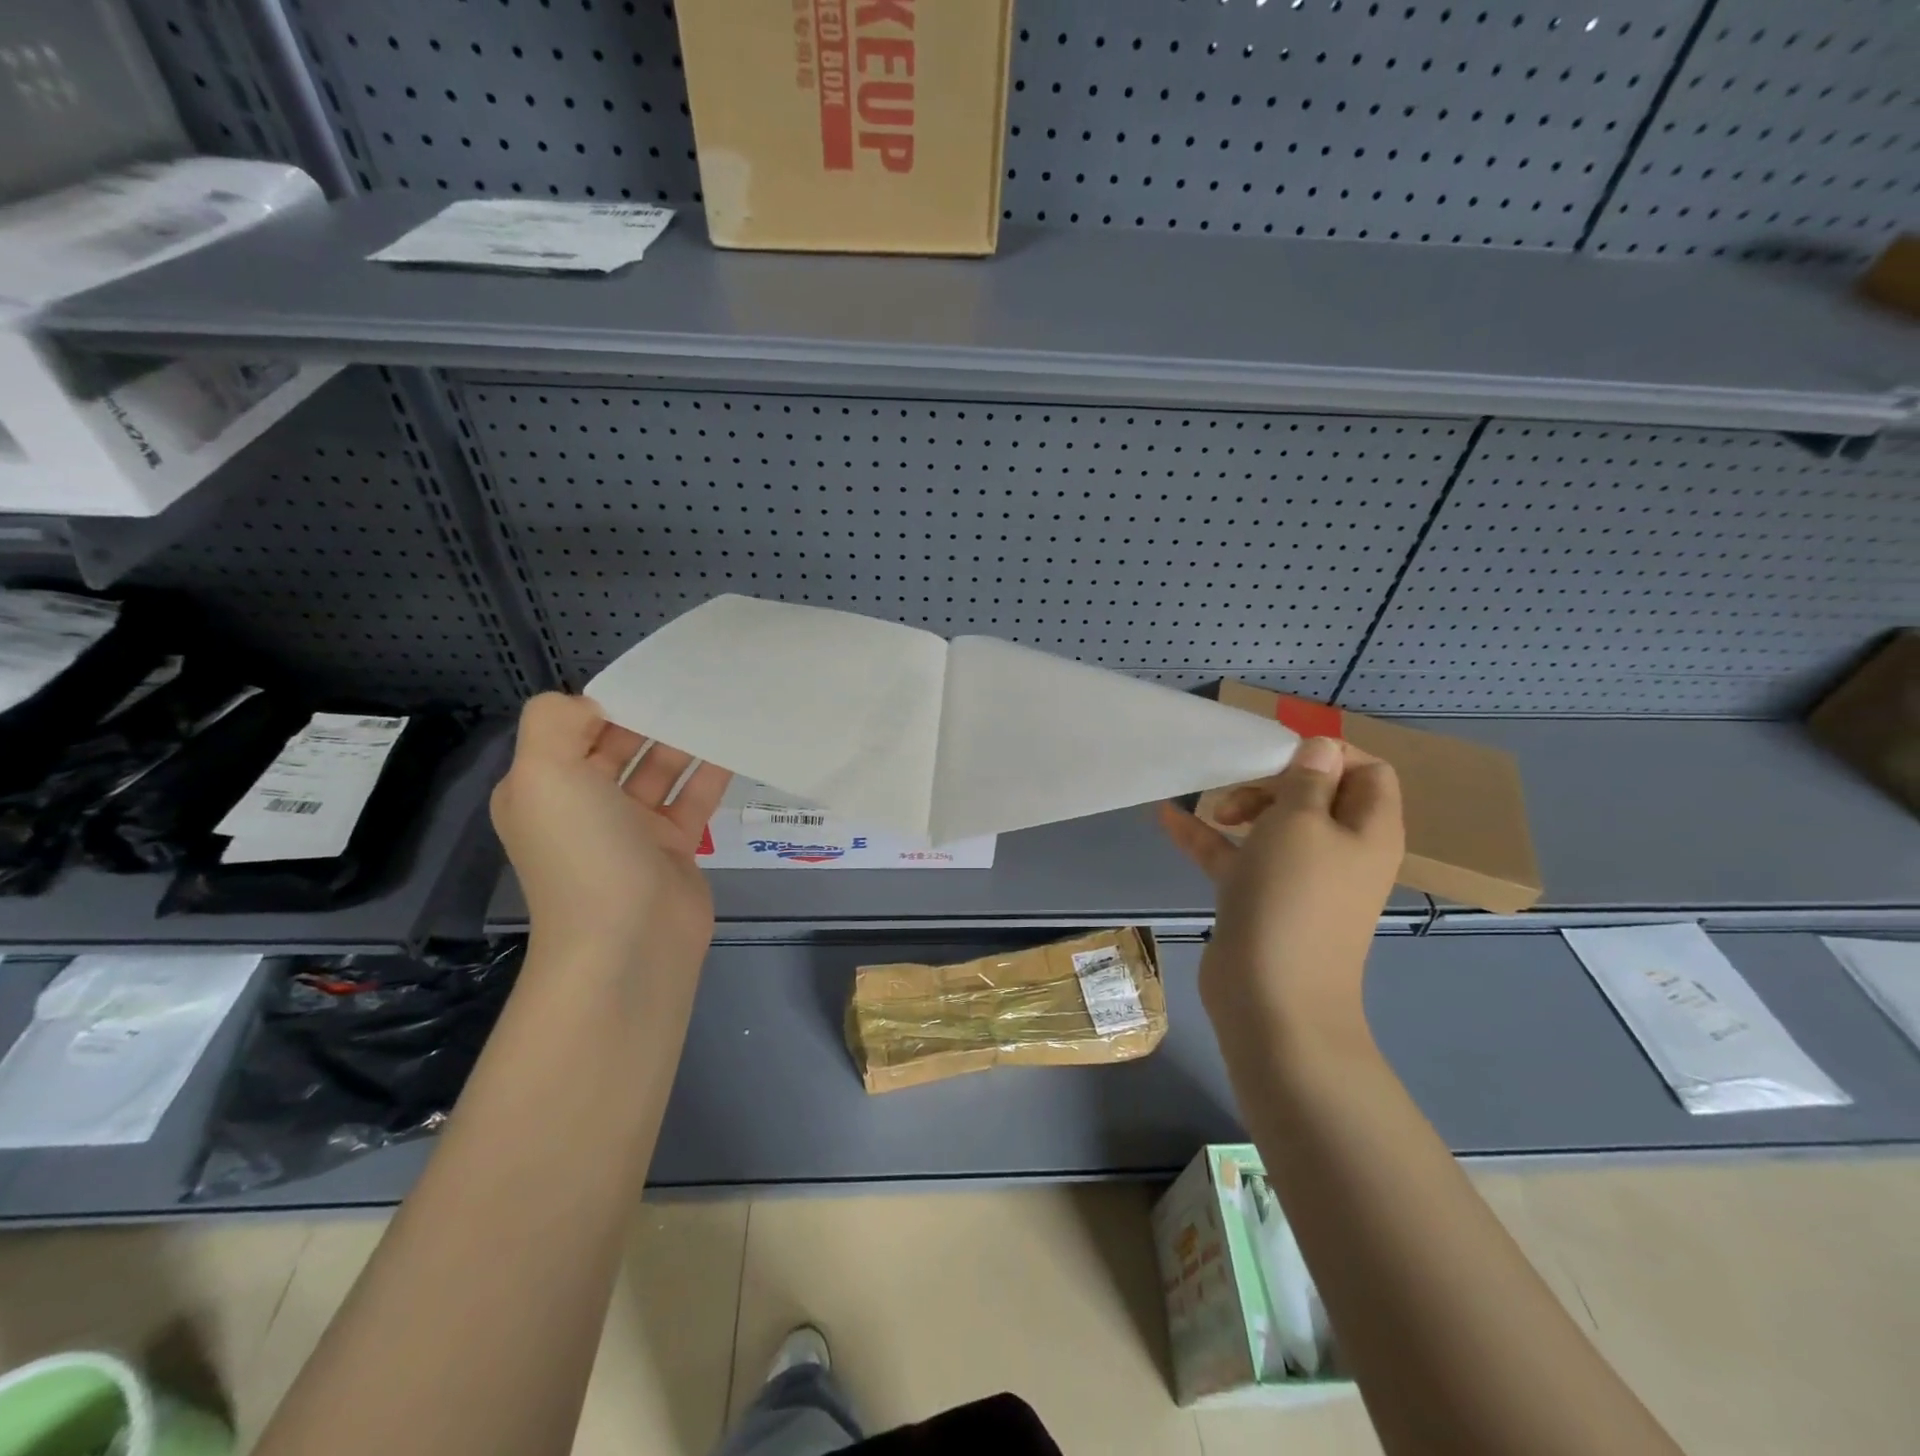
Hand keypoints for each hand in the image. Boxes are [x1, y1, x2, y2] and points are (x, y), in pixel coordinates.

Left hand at [490, 693, 730, 972]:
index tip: (646, 680)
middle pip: (619, 747)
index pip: (572, 730)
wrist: (628, 942)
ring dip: (684, 741)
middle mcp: (584, 806)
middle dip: (650, 717)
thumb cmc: (584, 852)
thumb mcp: (543, 774)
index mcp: (544, 789)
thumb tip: (594, 707)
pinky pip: (692, 798)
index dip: (604, 704)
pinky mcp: (674, 846)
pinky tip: (735, 745)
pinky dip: (711, 772)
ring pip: (660, 770)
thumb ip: (555, 722)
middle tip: (693, 686)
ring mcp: (632, 829)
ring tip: (719, 705)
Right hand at [1159, 737, 1403, 1060]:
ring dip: (1242, 807)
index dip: (1328, 752)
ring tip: (1211, 809)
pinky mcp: (1263, 899)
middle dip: (1275, 780)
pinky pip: (1239, 857)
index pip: (1367, 770)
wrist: (1271, 998)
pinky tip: (1168, 819)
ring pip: (1275, 826)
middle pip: (1316, 794)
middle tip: (1241, 790)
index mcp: (1369, 829)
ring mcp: (1301, 879)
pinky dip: (1209, 838)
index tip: (1278, 751)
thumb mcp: (1300, 822)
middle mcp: (1342, 851)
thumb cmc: (1292, 897)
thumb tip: (1321, 747)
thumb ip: (1308, 779)